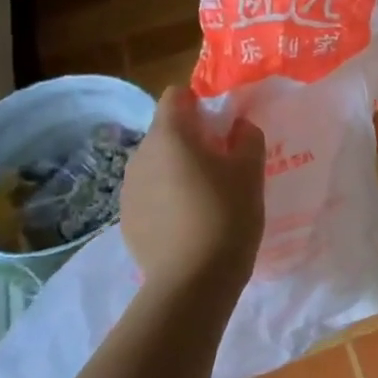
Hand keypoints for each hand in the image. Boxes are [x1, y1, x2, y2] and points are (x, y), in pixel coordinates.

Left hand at [120, 87, 265, 298]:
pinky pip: (151, 195)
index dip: (200, 103)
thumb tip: (239, 127)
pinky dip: (169, 198)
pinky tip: (190, 223)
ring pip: (158, 165)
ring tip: (208, 197)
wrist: (193, 281)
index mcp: (169, 136)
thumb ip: (247, 138)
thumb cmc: (226, 215)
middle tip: (224, 164)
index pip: (176, 96)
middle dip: (193, 140)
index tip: (223, 124)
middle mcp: (140, 156)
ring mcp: (129, 190)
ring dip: (179, 170)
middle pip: (166, 132)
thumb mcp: (250, 172)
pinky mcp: (127, 220)